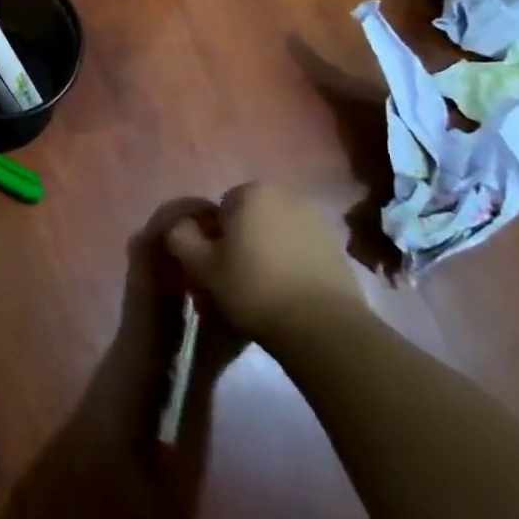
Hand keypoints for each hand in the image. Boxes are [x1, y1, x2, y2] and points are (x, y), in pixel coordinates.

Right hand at [167, 182, 363, 344]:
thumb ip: (181, 238)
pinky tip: (290, 293)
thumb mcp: (202, 267)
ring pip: (277, 233)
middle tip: (237, 278)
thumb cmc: (253, 288)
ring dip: (268, 251)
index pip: (221, 209)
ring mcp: (317, 220)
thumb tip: (179, 227)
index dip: (215, 238)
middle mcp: (287, 195)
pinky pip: (301, 249)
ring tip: (265, 289)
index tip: (217, 267)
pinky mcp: (338, 247)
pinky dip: (293, 264)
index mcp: (252, 191)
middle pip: (251, 217)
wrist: (323, 327)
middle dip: (243, 241)